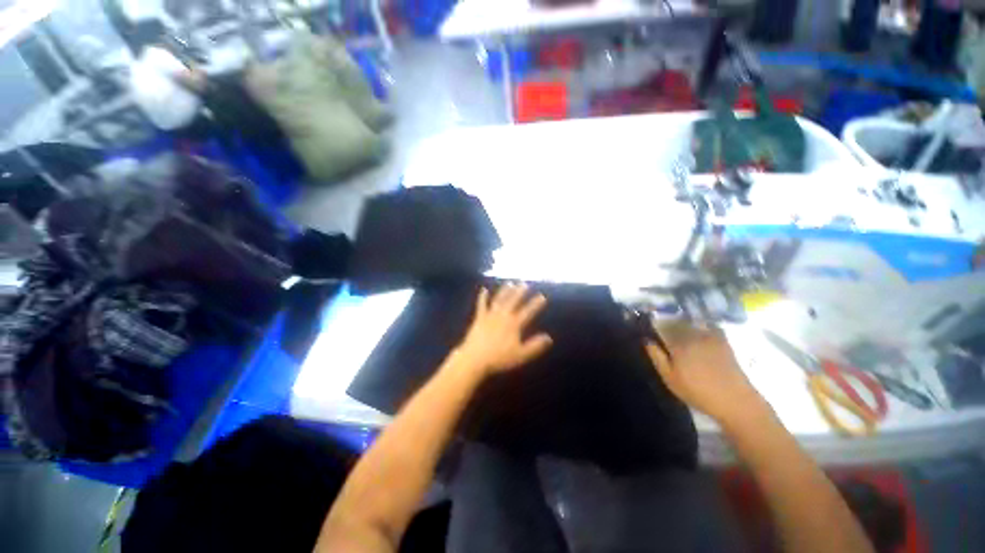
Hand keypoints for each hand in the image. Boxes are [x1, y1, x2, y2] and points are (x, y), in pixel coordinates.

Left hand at [456, 284, 552, 375]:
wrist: (475, 358)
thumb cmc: (499, 358)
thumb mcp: (521, 355)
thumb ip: (535, 346)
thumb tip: (549, 338)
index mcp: (514, 324)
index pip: (528, 311)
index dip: (535, 304)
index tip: (542, 296)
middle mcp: (503, 316)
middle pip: (513, 301)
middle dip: (519, 292)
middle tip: (524, 284)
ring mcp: (490, 315)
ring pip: (499, 300)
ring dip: (504, 291)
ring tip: (510, 283)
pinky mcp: (479, 318)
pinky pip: (481, 305)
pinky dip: (482, 297)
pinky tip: (483, 289)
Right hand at [645, 322, 768, 426]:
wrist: (734, 400)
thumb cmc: (697, 392)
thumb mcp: (670, 378)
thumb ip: (657, 357)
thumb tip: (646, 340)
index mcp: (677, 344)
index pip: (661, 327)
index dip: (654, 324)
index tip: (649, 324)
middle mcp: (692, 336)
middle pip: (675, 322)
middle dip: (667, 322)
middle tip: (662, 326)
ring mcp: (709, 337)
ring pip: (691, 323)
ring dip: (683, 322)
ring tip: (679, 328)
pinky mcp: (722, 341)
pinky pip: (708, 326)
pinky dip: (702, 325)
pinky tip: (699, 330)